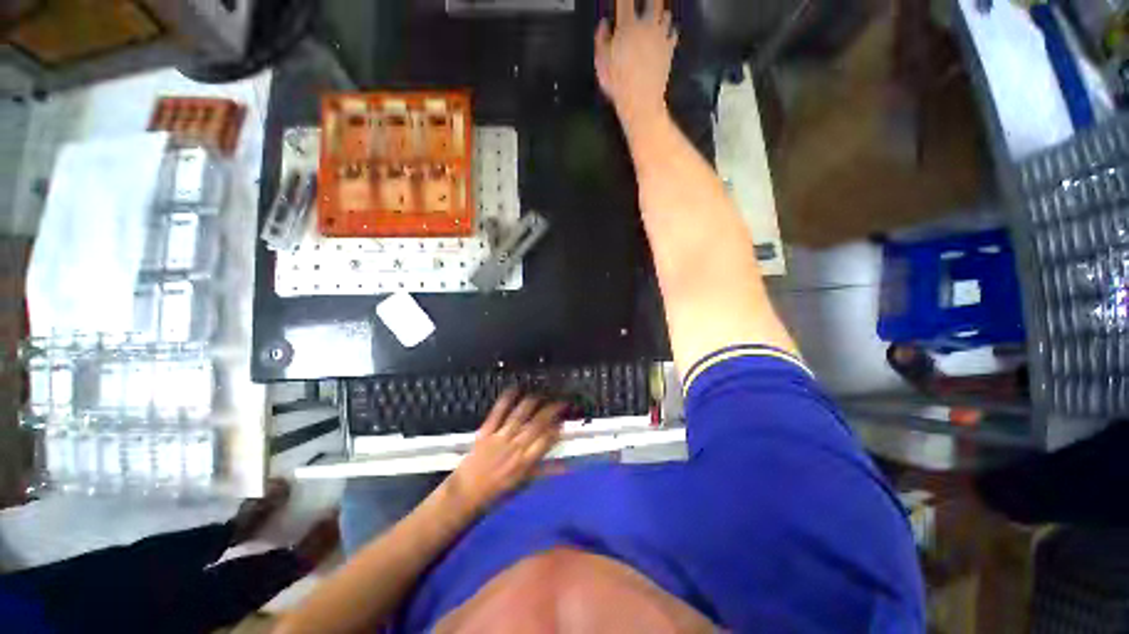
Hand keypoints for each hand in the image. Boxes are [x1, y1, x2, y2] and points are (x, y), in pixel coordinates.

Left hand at [444, 389, 566, 514]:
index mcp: (526, 462)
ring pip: (520, 415)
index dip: (557, 427)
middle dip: (552, 410)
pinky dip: (506, 400)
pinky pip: (497, 413)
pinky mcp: (486, 432)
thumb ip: (545, 472)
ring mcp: (500, 437)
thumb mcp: (524, 484)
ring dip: (533, 402)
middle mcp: (516, 447)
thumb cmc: (497, 491)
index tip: (564, 419)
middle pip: (537, 424)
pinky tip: (514, 388)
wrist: (466, 494)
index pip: (547, 440)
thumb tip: (566, 466)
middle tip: (561, 400)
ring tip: (542, 393)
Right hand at [595, 0, 678, 123]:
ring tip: (655, 17)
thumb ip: (601, 39)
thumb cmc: (618, 84)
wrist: (641, 102)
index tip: (622, 0)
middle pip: (653, 0)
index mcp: (627, 26)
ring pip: (666, 14)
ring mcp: (661, 36)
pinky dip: (669, 31)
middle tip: (644, 4)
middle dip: (649, 0)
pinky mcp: (670, 49)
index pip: (625, 0)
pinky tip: (665, 34)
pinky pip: (674, 32)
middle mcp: (647, 25)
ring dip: (660, 13)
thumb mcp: (601, 63)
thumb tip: (604, 24)